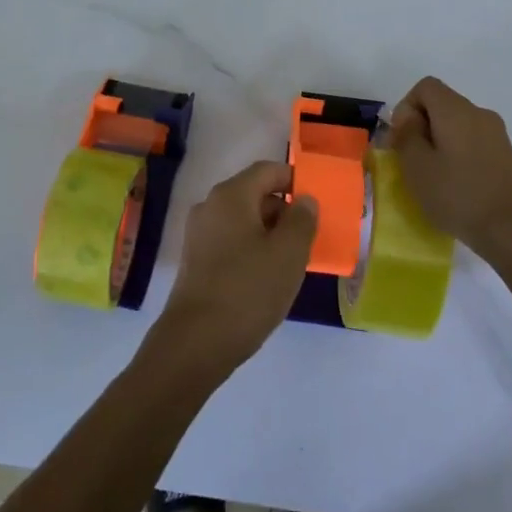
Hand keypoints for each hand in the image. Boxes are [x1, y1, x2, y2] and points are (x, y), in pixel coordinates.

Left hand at [155, 161, 317, 374]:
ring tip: (290, 263)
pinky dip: (251, 249)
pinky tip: (265, 278)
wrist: (196, 341)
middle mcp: (210, 206)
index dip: (294, 180)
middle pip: (254, 193)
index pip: (268, 170)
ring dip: (269, 233)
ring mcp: (199, 233)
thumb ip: (302, 220)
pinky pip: (230, 241)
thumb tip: (305, 200)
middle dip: (283, 211)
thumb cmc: (248, 290)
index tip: (316, 203)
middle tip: (308, 239)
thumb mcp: (288, 254)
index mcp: (231, 195)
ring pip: (243, 220)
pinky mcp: (195, 259)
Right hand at [388, 77, 511, 265]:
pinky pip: (473, 144)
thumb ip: (406, 135)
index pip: (425, 87)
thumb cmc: (459, 195)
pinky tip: (455, 187)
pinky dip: (457, 156)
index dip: (406, 107)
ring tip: (431, 178)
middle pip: (442, 105)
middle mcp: (479, 114)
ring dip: (438, 144)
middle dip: (421, 127)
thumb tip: (408, 118)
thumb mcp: (417, 166)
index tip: (401, 139)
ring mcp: (497, 136)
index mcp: (456, 110)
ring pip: (457, 127)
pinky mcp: (507, 158)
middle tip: (410, 161)